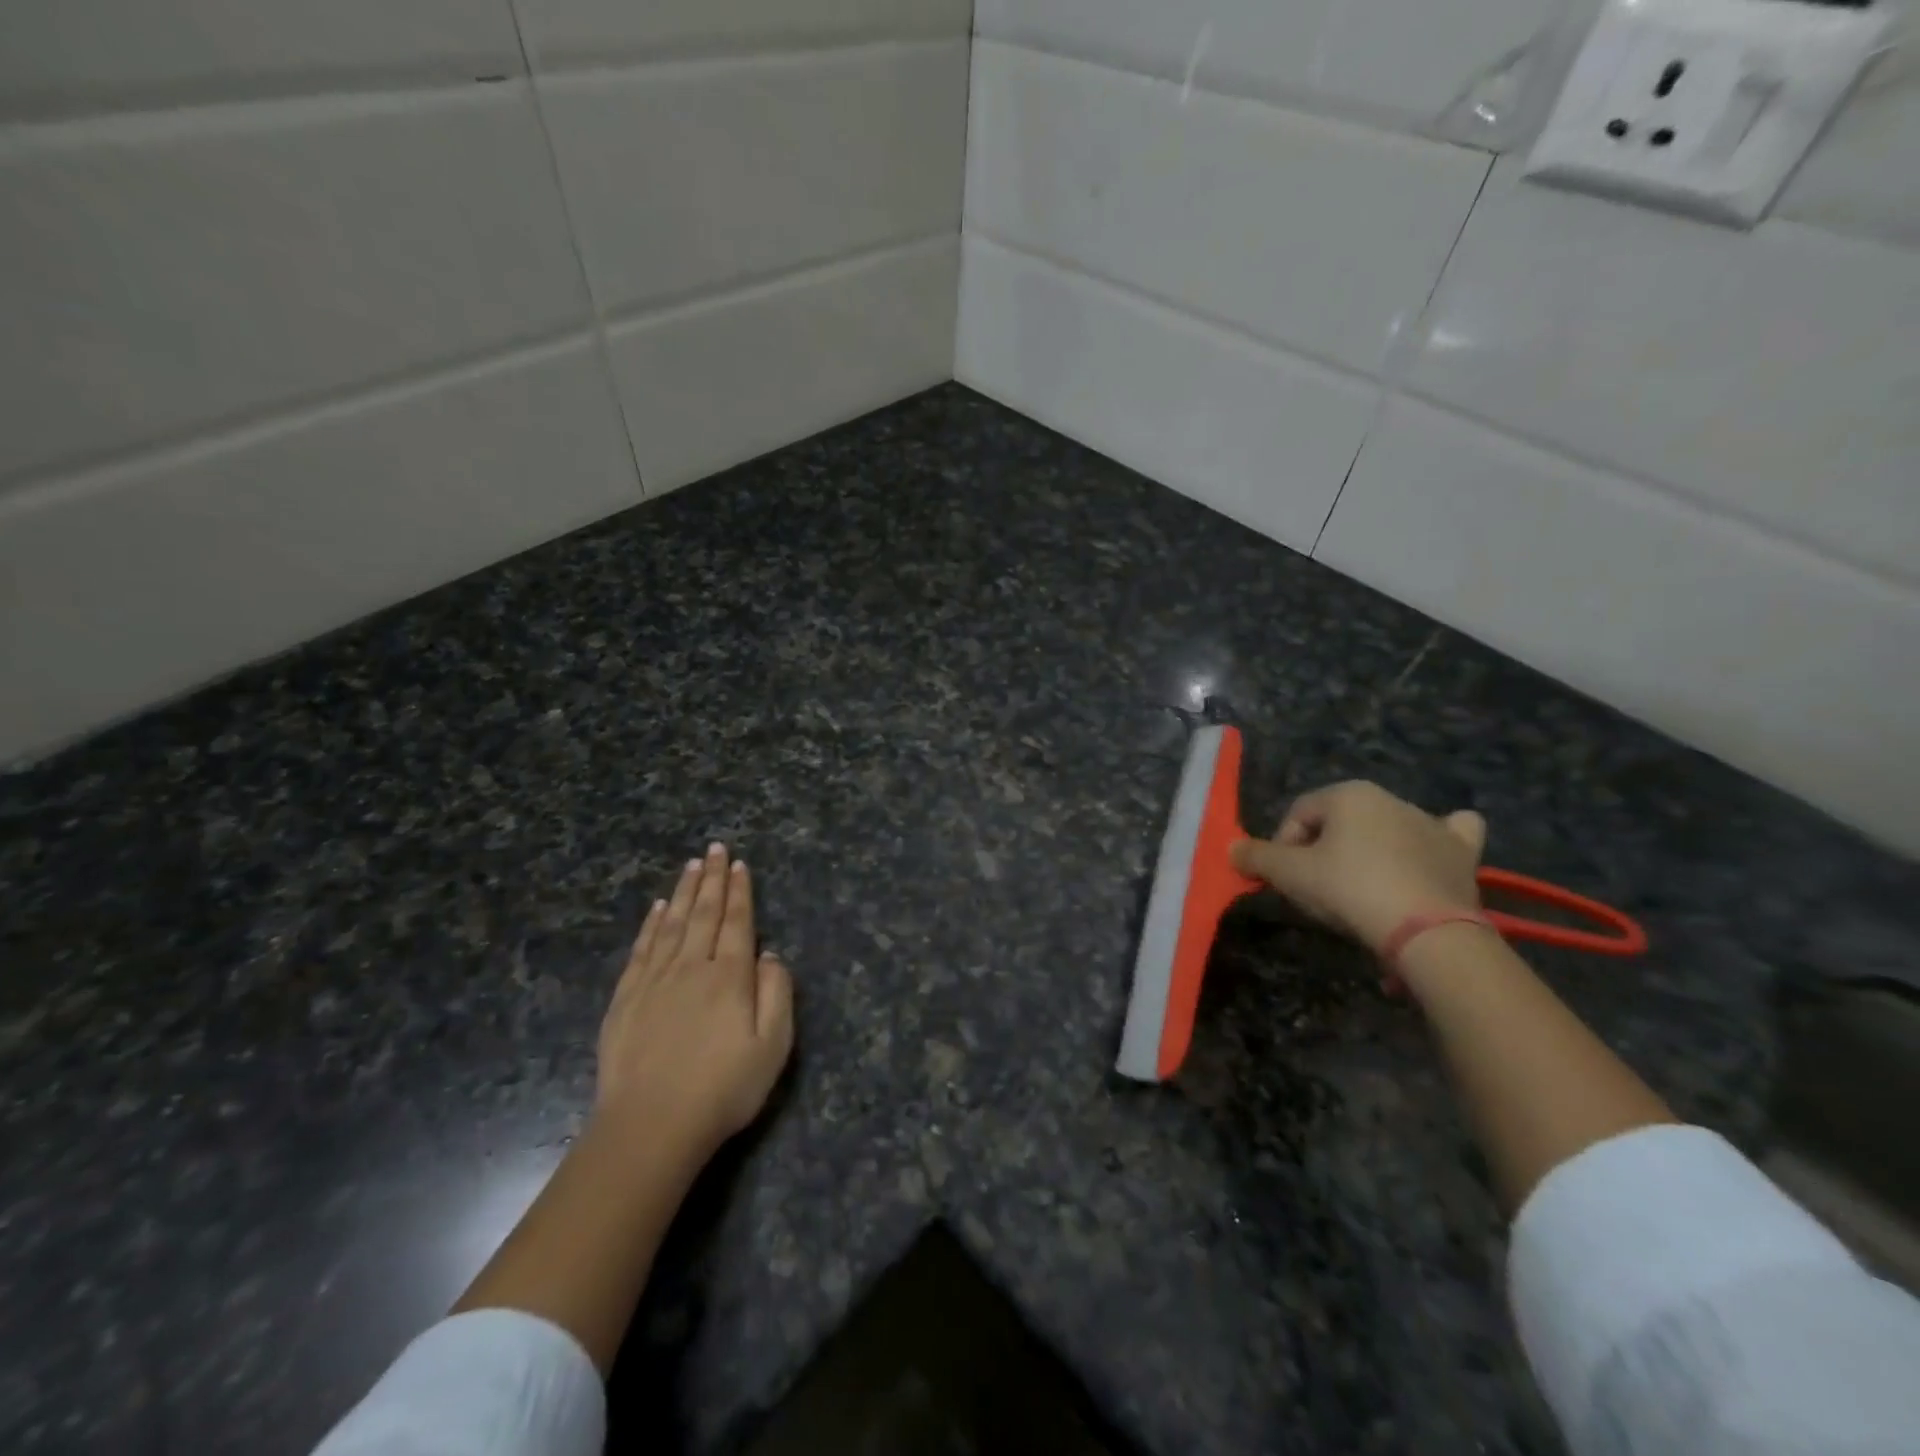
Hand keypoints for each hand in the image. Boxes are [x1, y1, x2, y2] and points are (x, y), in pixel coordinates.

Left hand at [596, 843, 794, 1158]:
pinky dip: (651, 923)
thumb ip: (777, 994)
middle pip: (704, 914)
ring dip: (684, 891)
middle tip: (715, 848)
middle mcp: (692, 967)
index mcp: (730, 976)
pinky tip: (657, 908)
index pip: (737, 922)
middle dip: (712, 879)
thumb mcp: (772, 1046)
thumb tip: (769, 955)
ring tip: (691, 865)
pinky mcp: (626, 998)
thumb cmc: (722, 1089)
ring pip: (672, 923)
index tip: (739, 864)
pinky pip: (642, 948)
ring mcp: (654, 981)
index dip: (740, 892)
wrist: (650, 1126)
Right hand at [1229, 781, 1486, 955]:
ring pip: (1387, 828)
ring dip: (1370, 850)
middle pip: (1340, 823)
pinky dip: (1437, 840)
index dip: (1283, 847)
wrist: (1426, 931)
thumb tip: (1231, 849)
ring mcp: (1431, 824)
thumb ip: (1256, 857)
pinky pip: (1449, 833)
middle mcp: (1390, 798)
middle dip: (1324, 852)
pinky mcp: (1462, 852)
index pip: (1298, 814)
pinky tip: (1428, 854)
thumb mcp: (1289, 875)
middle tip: (1318, 890)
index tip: (1285, 880)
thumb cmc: (1349, 889)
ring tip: (1362, 890)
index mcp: (1348, 794)